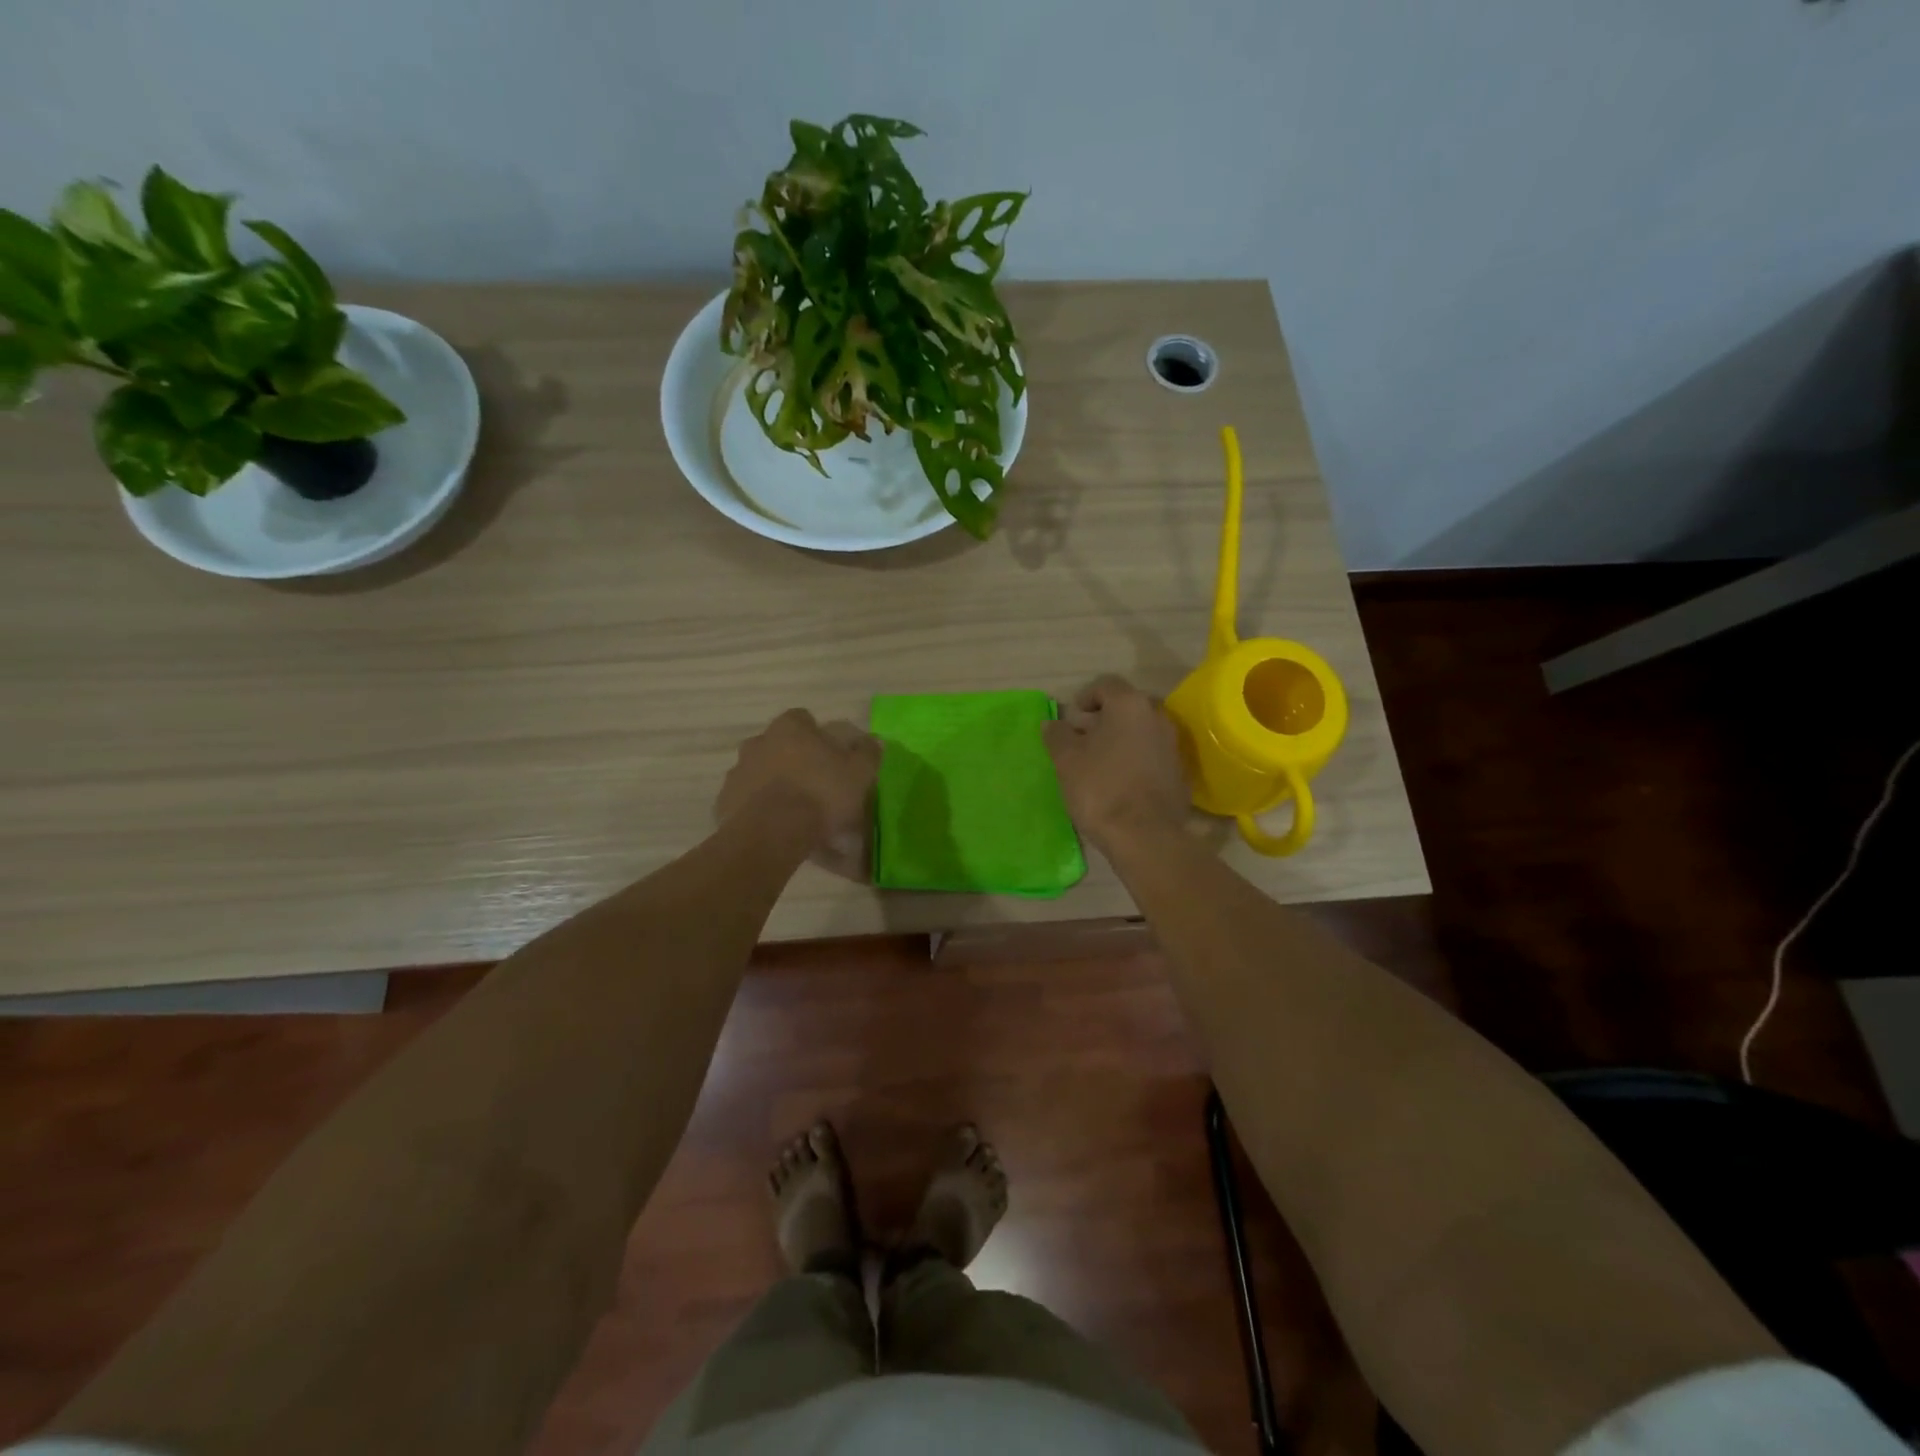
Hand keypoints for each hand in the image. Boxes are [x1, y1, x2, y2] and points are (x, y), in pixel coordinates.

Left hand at [717, 709, 881, 878]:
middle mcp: (758, 742)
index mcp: (790, 728)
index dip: (817, 735)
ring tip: (794, 811)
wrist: (772, 834)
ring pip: (759, 772)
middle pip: (778, 745)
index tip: (830, 756)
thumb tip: (873, 740)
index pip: (803, 718)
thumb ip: (868, 753)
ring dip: (774, 784)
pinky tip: (776, 828)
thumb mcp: (859, 774)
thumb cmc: (820, 795)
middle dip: (793, 759)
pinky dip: (759, 809)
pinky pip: (746, 801)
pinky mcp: (724, 803)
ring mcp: (737, 772)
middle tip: (813, 784)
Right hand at [1043, 675, 1187, 850]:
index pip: (1106, 685)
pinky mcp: (1180, 772)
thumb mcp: (1066, 760)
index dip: (1085, 697)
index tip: (1071, 720)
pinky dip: (1135, 759)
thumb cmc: (1101, 788)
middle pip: (1126, 707)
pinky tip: (1119, 782)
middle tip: (1081, 741)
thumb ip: (1058, 735)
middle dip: (1103, 720)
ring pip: (1141, 731)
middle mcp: (1158, 717)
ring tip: (1098, 764)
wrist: (1145, 836)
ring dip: (1120, 740)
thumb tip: (1052, 723)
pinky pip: (1152, 755)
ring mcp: (1173, 745)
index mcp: (1130, 706)